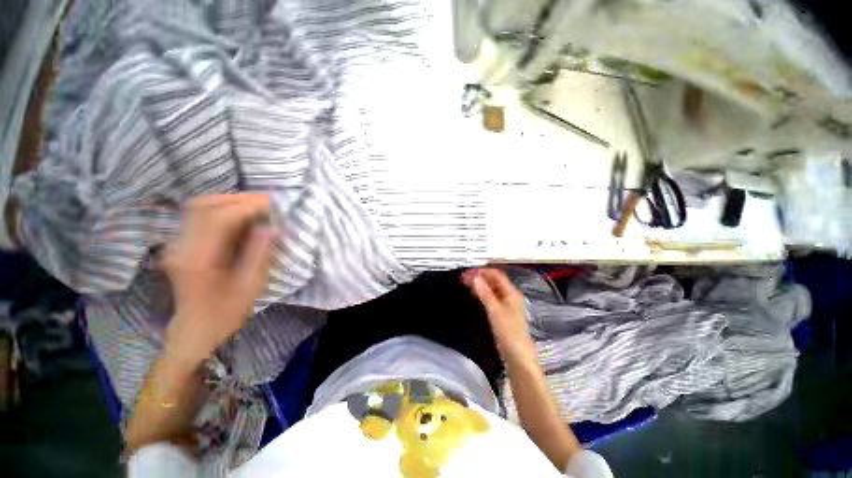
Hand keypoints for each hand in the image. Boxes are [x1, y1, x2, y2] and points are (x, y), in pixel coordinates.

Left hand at [162, 194, 274, 363]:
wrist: (194, 329)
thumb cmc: (224, 313)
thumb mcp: (249, 286)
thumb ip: (259, 253)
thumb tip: (272, 227)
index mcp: (197, 259)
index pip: (219, 218)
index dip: (248, 207)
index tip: (274, 205)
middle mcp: (181, 245)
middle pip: (204, 205)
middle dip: (239, 199)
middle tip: (267, 203)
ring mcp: (178, 242)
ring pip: (200, 206)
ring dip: (231, 202)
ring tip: (258, 208)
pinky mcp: (182, 242)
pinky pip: (201, 215)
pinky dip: (224, 210)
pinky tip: (242, 217)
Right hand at [463, 268, 535, 363]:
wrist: (517, 355)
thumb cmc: (508, 331)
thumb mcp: (494, 310)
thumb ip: (484, 293)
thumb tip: (474, 277)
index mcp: (511, 292)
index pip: (496, 275)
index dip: (483, 271)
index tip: (468, 271)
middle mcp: (509, 296)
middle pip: (493, 281)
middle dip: (479, 277)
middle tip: (464, 276)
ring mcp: (505, 304)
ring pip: (491, 289)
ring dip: (479, 285)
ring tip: (465, 282)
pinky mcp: (501, 312)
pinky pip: (490, 298)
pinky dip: (481, 294)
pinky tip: (473, 294)